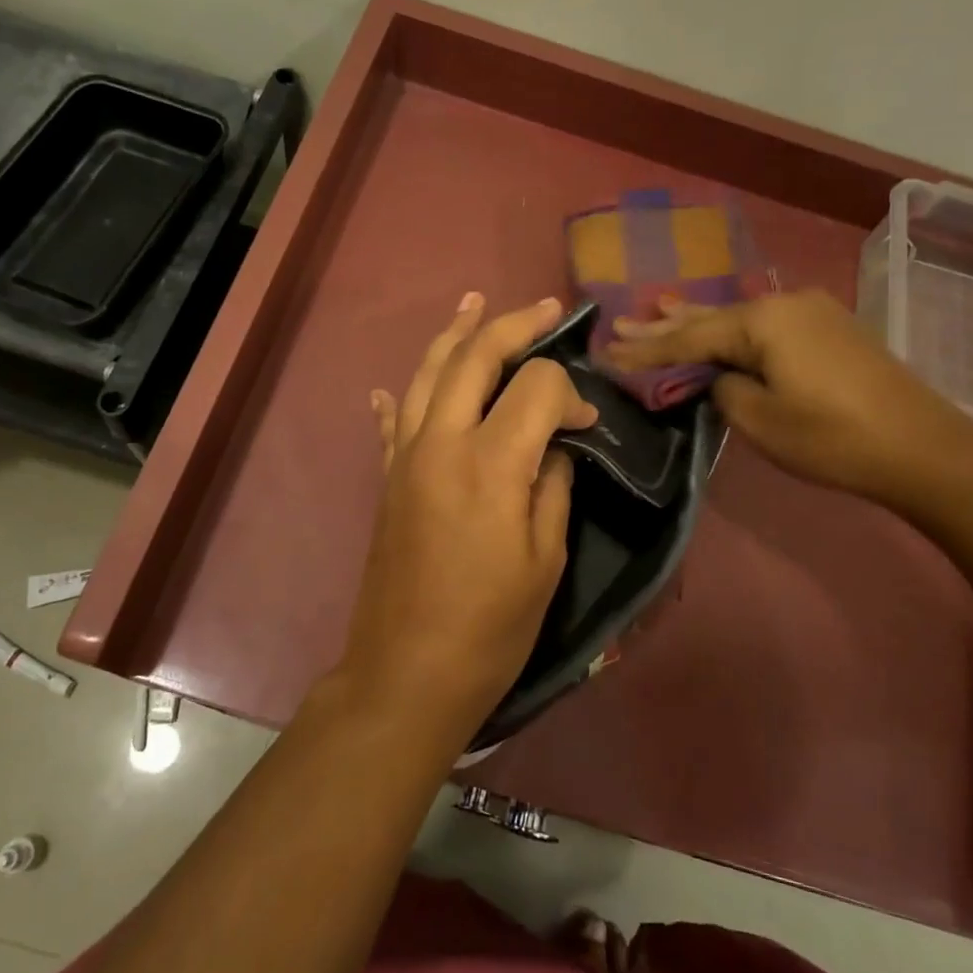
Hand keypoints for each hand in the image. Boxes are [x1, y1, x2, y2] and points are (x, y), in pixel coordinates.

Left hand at [332, 293, 597, 747]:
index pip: (535, 387)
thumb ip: (552, 487)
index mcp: (490, 462)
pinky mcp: (387, 479)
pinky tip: (393, 384)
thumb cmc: (490, 625)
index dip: (569, 393)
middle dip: (512, 326)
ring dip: (454, 335)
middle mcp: (441, 443)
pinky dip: (398, 396)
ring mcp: (405, 457)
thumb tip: (554, 448)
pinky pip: (392, 423)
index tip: (585, 424)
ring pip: (427, 375)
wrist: (408, 670)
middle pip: (474, 358)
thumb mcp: (545, 559)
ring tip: (473, 302)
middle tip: (544, 308)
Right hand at [606, 289, 972, 500]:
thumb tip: (716, 377)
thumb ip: (722, 390)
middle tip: (619, 325)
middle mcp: (784, 305)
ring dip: (694, 321)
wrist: (923, 448)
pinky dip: (729, 328)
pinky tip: (713, 320)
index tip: (607, 355)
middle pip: (709, 318)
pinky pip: (762, 324)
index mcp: (764, 322)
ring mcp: (810, 313)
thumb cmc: (833, 438)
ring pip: (736, 318)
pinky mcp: (826, 330)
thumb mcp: (760, 420)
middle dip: (663, 327)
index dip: (647, 351)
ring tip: (653, 309)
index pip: (689, 337)